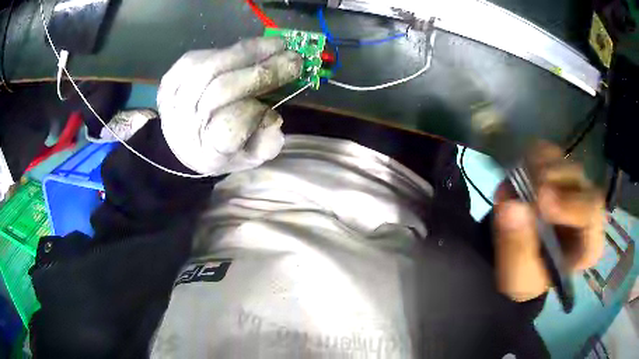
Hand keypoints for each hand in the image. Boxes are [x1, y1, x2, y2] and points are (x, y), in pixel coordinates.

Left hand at [157, 38, 302, 174]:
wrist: (183, 141)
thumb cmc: (221, 149)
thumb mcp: (248, 157)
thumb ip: (265, 145)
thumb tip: (274, 120)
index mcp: (206, 152)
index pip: (227, 130)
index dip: (254, 115)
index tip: (276, 111)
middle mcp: (184, 126)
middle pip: (221, 90)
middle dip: (262, 72)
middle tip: (294, 60)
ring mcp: (173, 99)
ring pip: (211, 67)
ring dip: (249, 53)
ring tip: (278, 46)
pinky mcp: (170, 79)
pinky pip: (201, 56)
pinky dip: (229, 50)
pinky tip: (250, 49)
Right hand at [493, 143, 604, 301]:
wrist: (517, 261)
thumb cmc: (524, 276)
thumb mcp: (518, 276)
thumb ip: (517, 247)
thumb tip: (511, 207)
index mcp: (589, 243)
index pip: (593, 213)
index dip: (571, 203)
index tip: (541, 200)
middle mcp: (587, 210)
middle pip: (579, 181)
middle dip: (551, 181)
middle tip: (523, 187)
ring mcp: (574, 187)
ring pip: (564, 162)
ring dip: (537, 169)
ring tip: (515, 185)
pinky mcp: (558, 173)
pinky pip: (549, 152)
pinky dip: (531, 157)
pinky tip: (520, 174)